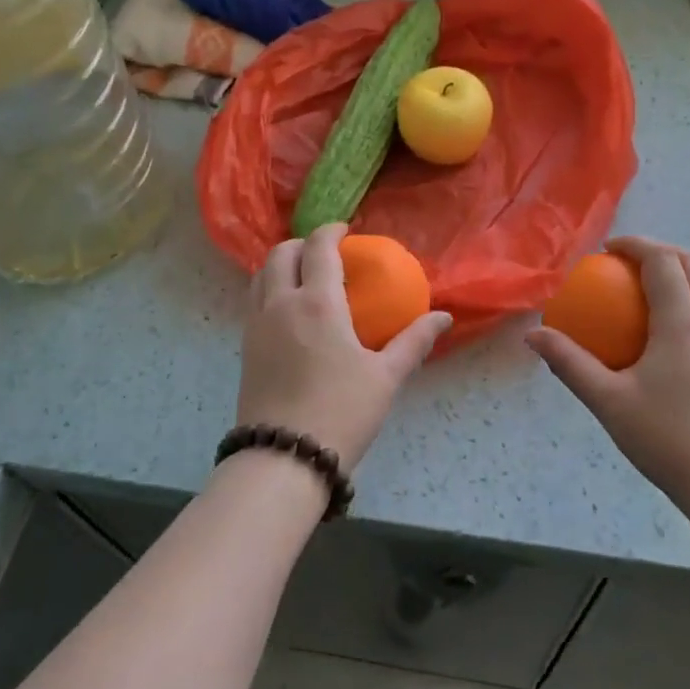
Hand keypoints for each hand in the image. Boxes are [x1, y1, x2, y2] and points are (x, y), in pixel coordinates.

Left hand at [237, 223, 451, 471]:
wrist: (284, 458)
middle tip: (324, 252)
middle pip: (280, 254)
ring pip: (260, 276)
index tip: (345, 230)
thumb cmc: (341, 412)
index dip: (331, 231)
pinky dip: (269, 289)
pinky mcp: (245, 348)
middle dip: (302, 243)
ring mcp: (256, 326)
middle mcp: (280, 304)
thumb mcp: (385, 377)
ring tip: (303, 276)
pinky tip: (289, 312)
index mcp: (317, 303)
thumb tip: (444, 317)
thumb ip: (414, 341)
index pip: (318, 248)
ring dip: (281, 264)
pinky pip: (253, 301)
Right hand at [527, 237, 689, 514]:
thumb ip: (570, 364)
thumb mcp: (608, 401)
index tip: (607, 250)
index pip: (663, 262)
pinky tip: (666, 335)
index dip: (636, 246)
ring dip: (682, 275)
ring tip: (647, 291)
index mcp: (683, 322)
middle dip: (665, 252)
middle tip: (630, 262)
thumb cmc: (667, 438)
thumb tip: (533, 335)